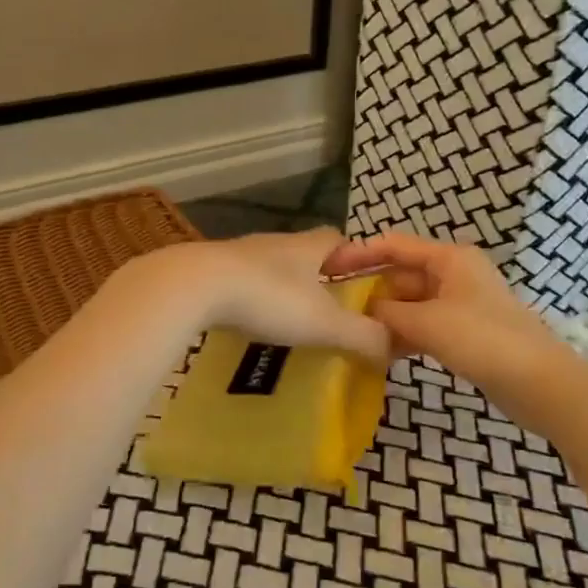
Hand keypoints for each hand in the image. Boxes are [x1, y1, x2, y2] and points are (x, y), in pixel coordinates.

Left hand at [118, 229, 388, 362]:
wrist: (193, 286)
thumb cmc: (268, 297)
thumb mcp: (324, 322)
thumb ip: (362, 335)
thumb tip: (393, 347)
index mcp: (307, 246)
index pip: (338, 239)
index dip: (353, 258)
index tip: (362, 282)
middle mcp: (275, 242)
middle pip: (304, 252)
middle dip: (318, 276)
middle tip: (328, 308)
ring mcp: (240, 254)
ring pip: (271, 266)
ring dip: (282, 287)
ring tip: (289, 319)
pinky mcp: (212, 270)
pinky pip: (241, 281)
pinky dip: (251, 297)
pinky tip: (249, 321)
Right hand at [324, 231, 582, 405]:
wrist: (541, 383)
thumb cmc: (484, 340)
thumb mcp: (428, 323)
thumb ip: (389, 315)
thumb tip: (363, 313)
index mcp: (449, 258)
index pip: (394, 245)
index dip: (360, 253)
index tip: (327, 269)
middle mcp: (454, 274)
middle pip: (402, 274)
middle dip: (372, 291)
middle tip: (336, 310)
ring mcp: (460, 304)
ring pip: (411, 303)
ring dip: (386, 317)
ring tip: (352, 332)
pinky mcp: (464, 331)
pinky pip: (424, 325)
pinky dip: (404, 335)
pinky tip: (381, 351)